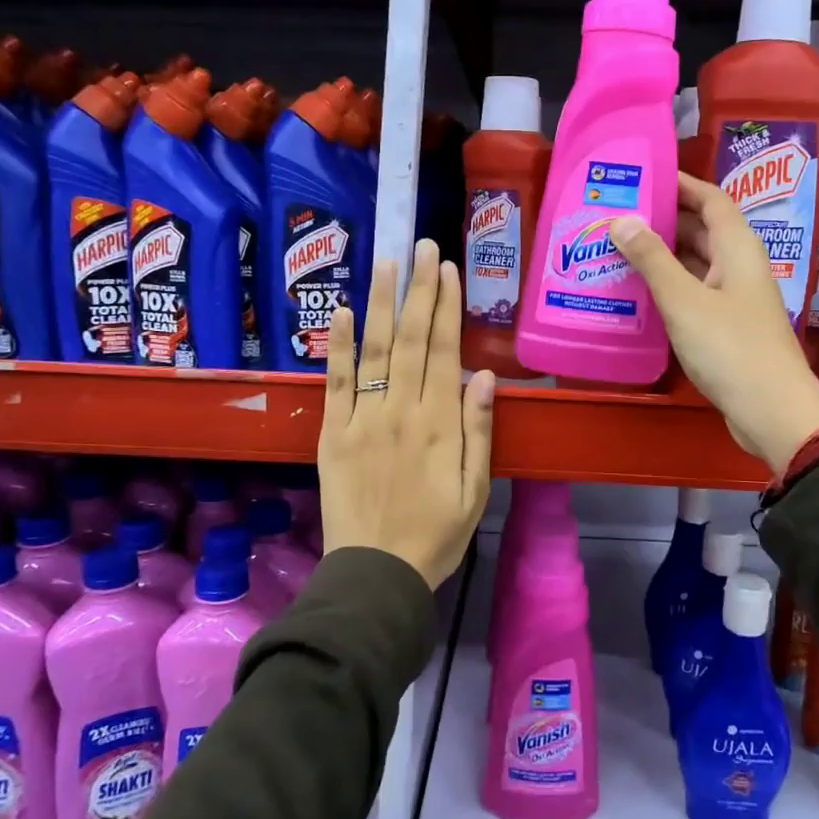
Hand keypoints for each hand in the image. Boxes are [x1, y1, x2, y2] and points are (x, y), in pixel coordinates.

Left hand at [319, 239, 496, 589]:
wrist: (376, 574)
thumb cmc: (436, 535)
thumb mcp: (476, 490)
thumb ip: (479, 431)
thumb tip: (484, 376)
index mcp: (440, 424)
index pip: (444, 351)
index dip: (447, 306)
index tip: (447, 268)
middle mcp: (401, 410)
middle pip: (411, 339)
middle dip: (418, 289)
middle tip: (420, 244)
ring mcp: (363, 419)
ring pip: (374, 350)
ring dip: (381, 302)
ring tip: (386, 261)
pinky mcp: (333, 433)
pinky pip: (336, 383)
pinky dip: (338, 346)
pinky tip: (341, 312)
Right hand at [610, 173, 818, 473]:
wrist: (771, 411)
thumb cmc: (730, 348)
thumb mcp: (683, 300)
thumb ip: (652, 259)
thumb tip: (622, 220)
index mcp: (737, 249)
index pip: (711, 200)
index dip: (681, 183)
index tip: (644, 176)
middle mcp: (739, 267)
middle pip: (701, 230)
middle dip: (663, 219)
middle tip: (617, 215)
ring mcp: (734, 299)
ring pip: (695, 264)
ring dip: (662, 256)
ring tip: (617, 249)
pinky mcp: (727, 328)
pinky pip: (693, 294)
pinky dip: (668, 287)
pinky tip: (637, 293)